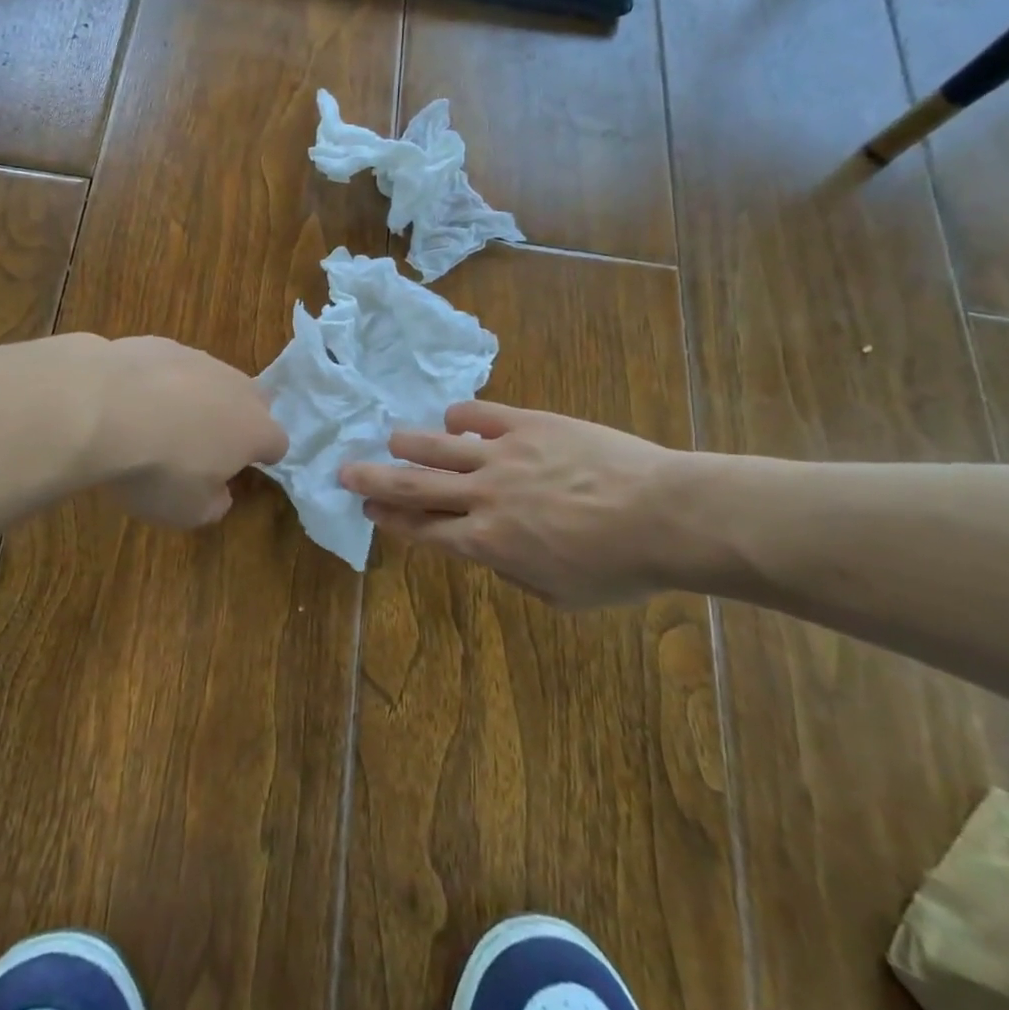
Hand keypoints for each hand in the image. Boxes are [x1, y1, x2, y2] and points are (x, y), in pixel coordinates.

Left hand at [91, 336, 287, 527]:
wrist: (102, 408)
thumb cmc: (157, 469)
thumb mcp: (188, 511)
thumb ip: (214, 504)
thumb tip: (219, 493)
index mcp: (254, 429)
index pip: (277, 443)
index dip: (262, 458)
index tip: (239, 470)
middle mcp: (235, 387)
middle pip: (251, 402)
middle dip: (236, 421)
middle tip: (204, 445)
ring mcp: (198, 359)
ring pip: (211, 379)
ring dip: (196, 398)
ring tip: (159, 422)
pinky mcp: (160, 343)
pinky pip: (170, 366)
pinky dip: (160, 382)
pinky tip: (130, 401)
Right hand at [339, 400, 722, 606]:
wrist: (663, 515)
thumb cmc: (618, 567)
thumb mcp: (559, 594)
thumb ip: (514, 570)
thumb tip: (492, 549)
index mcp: (486, 542)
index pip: (423, 528)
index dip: (390, 519)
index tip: (368, 509)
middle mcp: (482, 496)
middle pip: (414, 484)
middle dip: (374, 478)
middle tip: (345, 470)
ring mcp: (502, 454)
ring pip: (437, 444)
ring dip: (408, 443)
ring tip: (392, 439)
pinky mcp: (528, 424)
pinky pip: (479, 415)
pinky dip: (460, 418)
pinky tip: (454, 420)